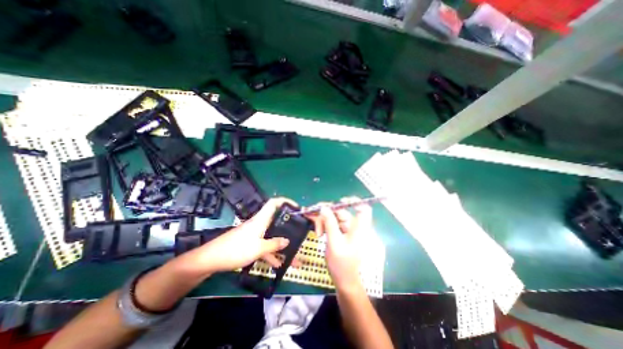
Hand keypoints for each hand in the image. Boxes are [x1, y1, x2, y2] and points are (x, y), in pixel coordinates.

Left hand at [172, 199, 295, 277]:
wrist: (211, 259)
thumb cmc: (236, 249)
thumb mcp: (258, 248)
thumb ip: (274, 244)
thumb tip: (287, 241)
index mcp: (261, 220)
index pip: (274, 203)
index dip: (285, 201)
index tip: (296, 207)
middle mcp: (259, 224)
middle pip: (275, 219)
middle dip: (287, 224)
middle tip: (298, 229)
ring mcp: (254, 233)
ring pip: (271, 235)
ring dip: (280, 243)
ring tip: (292, 252)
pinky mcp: (249, 242)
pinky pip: (264, 245)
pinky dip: (270, 252)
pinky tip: (277, 264)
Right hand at [307, 197, 373, 290]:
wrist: (343, 280)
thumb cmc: (341, 264)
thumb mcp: (334, 243)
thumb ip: (329, 224)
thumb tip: (324, 207)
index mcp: (359, 228)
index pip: (363, 209)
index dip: (354, 202)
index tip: (340, 202)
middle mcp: (354, 226)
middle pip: (342, 211)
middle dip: (328, 213)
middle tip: (315, 216)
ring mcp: (347, 229)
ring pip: (334, 217)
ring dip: (324, 221)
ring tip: (318, 233)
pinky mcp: (341, 233)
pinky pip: (332, 223)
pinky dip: (324, 225)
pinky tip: (318, 233)